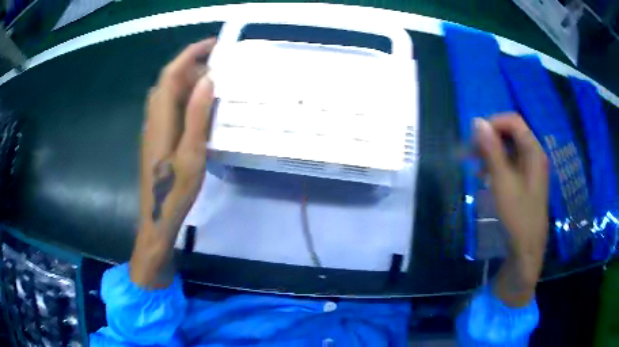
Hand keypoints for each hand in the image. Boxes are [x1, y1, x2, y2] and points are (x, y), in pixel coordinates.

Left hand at [131, 38, 215, 287]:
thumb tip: (207, 79)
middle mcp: (153, 118)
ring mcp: (153, 128)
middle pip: (169, 81)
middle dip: (192, 67)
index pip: (171, 74)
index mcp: (160, 119)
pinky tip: (199, 110)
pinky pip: (169, 108)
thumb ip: (197, 115)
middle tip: (220, 70)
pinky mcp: (156, 138)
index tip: (212, 45)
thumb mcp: (192, 153)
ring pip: (168, 94)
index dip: (189, 54)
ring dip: (188, 83)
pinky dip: (184, 99)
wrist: (157, 217)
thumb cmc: (175, 190)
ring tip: (213, 87)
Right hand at [475, 114, 548, 305]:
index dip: (493, 123)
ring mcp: (531, 169)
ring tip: (474, 165)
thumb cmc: (517, 215)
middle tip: (471, 152)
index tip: (475, 137)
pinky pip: (511, 163)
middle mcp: (534, 155)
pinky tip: (484, 176)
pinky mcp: (526, 181)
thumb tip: (477, 122)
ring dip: (491, 152)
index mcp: (533, 151)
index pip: (513, 121)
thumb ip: (491, 150)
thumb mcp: (502, 181)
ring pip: (510, 149)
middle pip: (511, 133)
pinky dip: (496, 165)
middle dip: (490, 138)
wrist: (526, 248)